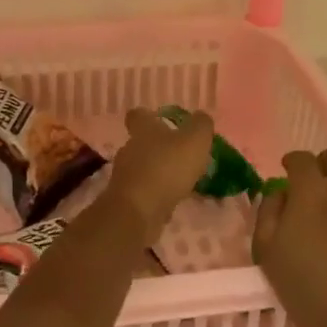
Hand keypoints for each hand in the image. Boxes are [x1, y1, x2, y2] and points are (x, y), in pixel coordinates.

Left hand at [106, 108, 213, 240]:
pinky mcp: (125, 199)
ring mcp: (125, 175)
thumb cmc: (167, 168)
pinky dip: (155, 195)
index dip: (148, 117)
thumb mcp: (194, 141)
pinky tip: (171, 203)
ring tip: (180, 182)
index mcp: (144, 130)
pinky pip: (142, 192)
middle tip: (181, 157)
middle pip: (141, 143)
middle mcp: (130, 149)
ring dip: (158, 173)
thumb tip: (201, 117)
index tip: (161, 122)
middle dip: (158, 149)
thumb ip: (201, 126)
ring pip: (142, 168)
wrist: (138, 211)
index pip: (137, 115)